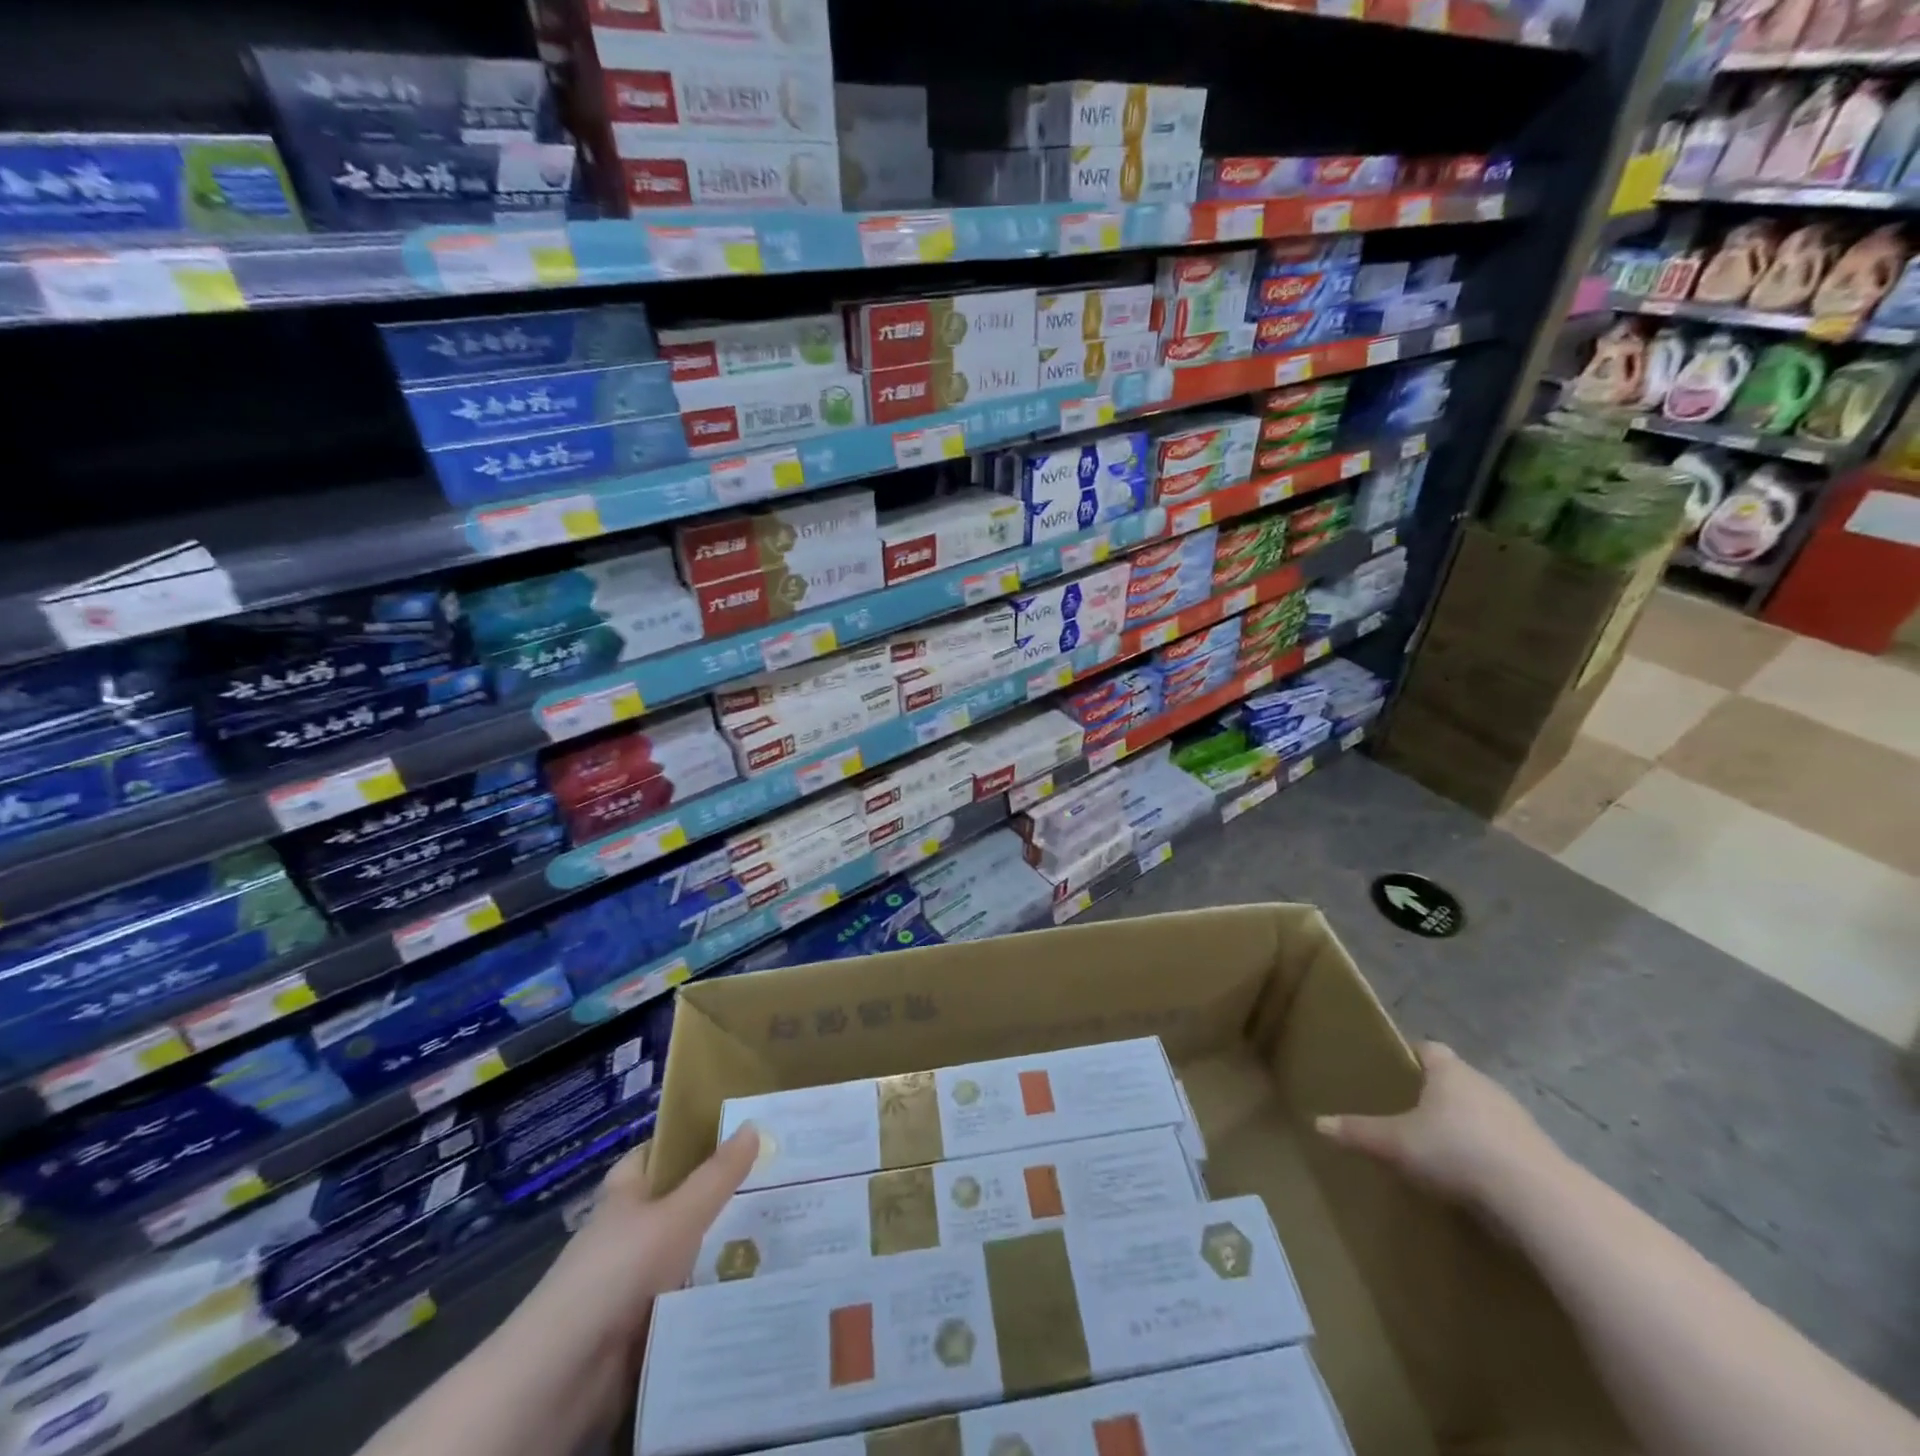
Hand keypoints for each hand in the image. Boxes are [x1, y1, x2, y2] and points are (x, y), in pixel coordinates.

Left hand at [520, 1123, 759, 1362]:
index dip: (685, 1141)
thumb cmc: (618, 1271)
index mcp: (624, 1196)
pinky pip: (684, 1299)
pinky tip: (752, 1286)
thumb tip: (754, 1124)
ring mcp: (629, 1283)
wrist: (563, 1376)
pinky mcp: (638, 1328)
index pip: (653, 1155)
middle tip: (772, 1185)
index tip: (731, 1133)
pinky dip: (710, 1294)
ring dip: (719, 1250)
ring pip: (684, 1254)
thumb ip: (717, 1175)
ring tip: (778, 1234)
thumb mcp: (678, 1215)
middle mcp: (625, 1233)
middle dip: (717, 1198)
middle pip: (676, 1204)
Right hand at [1315, 1042, 1563, 1212]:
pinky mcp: (1539, 1154)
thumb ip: (1358, 1132)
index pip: (1428, 1049)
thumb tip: (1318, 1123)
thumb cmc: (1457, 1151)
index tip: (1394, 1072)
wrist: (1539, 1199)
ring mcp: (1518, 1119)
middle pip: (1455, 1080)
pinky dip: (1488, 1154)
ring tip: (1440, 1149)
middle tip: (1409, 1113)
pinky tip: (1474, 1178)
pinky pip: (1504, 1144)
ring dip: (1465, 1126)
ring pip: (1481, 1112)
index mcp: (1449, 1071)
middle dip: (1435, 1095)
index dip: (1411, 1057)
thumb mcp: (1396, 1143)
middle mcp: (1484, 1085)